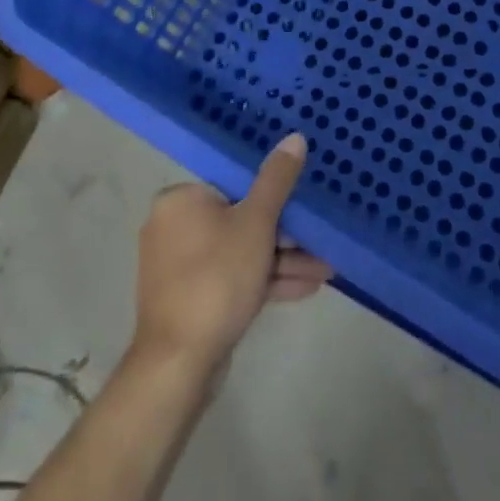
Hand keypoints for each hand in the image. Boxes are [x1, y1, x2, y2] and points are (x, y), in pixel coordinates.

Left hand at [131, 134, 332, 375]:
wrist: (179, 363)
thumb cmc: (217, 277)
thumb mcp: (256, 223)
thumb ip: (277, 180)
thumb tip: (294, 137)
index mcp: (181, 200)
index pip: (233, 185)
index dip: (273, 196)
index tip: (303, 208)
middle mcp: (173, 226)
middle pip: (239, 220)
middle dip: (285, 237)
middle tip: (321, 244)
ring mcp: (179, 266)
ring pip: (239, 253)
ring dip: (282, 262)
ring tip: (326, 271)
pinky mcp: (189, 299)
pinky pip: (231, 279)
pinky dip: (263, 281)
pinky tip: (306, 289)